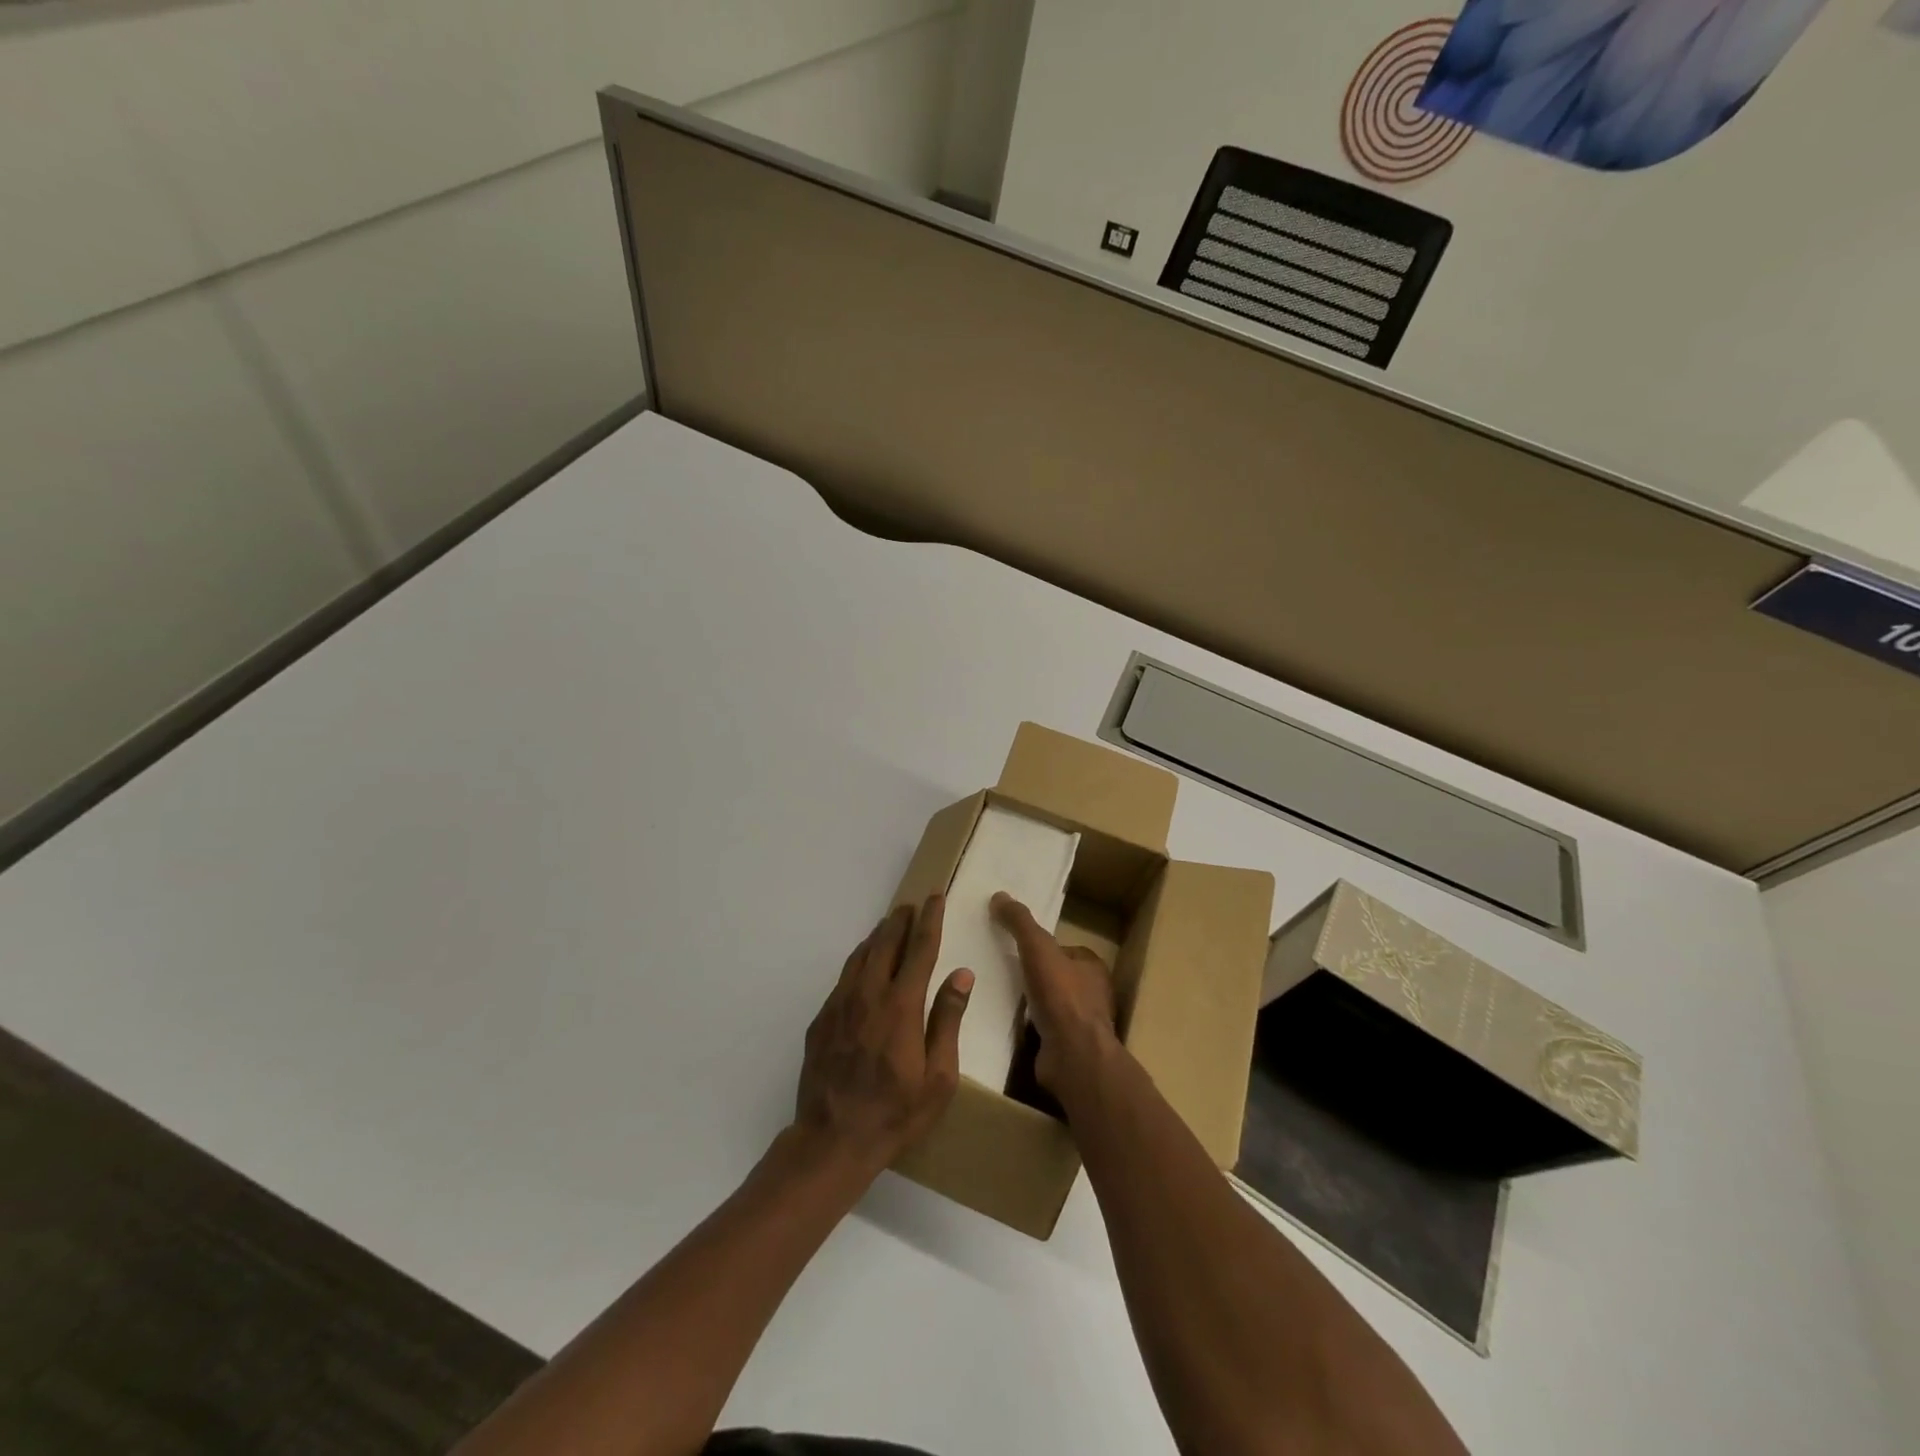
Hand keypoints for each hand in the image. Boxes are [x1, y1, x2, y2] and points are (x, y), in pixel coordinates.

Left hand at [794, 896, 973, 1173]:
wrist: (832, 1140)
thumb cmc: (896, 1113)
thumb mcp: (939, 1076)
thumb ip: (948, 1019)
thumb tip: (961, 974)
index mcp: (901, 1006)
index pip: (919, 950)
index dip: (930, 920)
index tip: (935, 897)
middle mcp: (868, 995)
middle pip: (885, 943)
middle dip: (901, 920)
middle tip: (912, 906)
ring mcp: (839, 1005)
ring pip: (860, 955)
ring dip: (878, 936)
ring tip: (889, 926)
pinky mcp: (821, 1019)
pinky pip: (843, 977)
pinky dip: (858, 961)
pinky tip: (864, 966)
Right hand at [991, 891, 1118, 1094]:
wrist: (1073, 1057)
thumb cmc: (1061, 996)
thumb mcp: (1037, 948)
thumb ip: (1020, 922)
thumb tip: (999, 896)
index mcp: (1091, 966)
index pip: (1063, 949)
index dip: (1040, 946)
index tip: (1014, 947)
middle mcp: (1092, 994)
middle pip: (1056, 976)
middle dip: (1033, 975)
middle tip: (1002, 971)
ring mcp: (1080, 1024)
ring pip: (1050, 1004)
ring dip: (1029, 1002)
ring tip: (999, 996)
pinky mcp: (1067, 1048)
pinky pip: (1043, 1030)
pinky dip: (1027, 1026)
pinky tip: (1006, 1024)